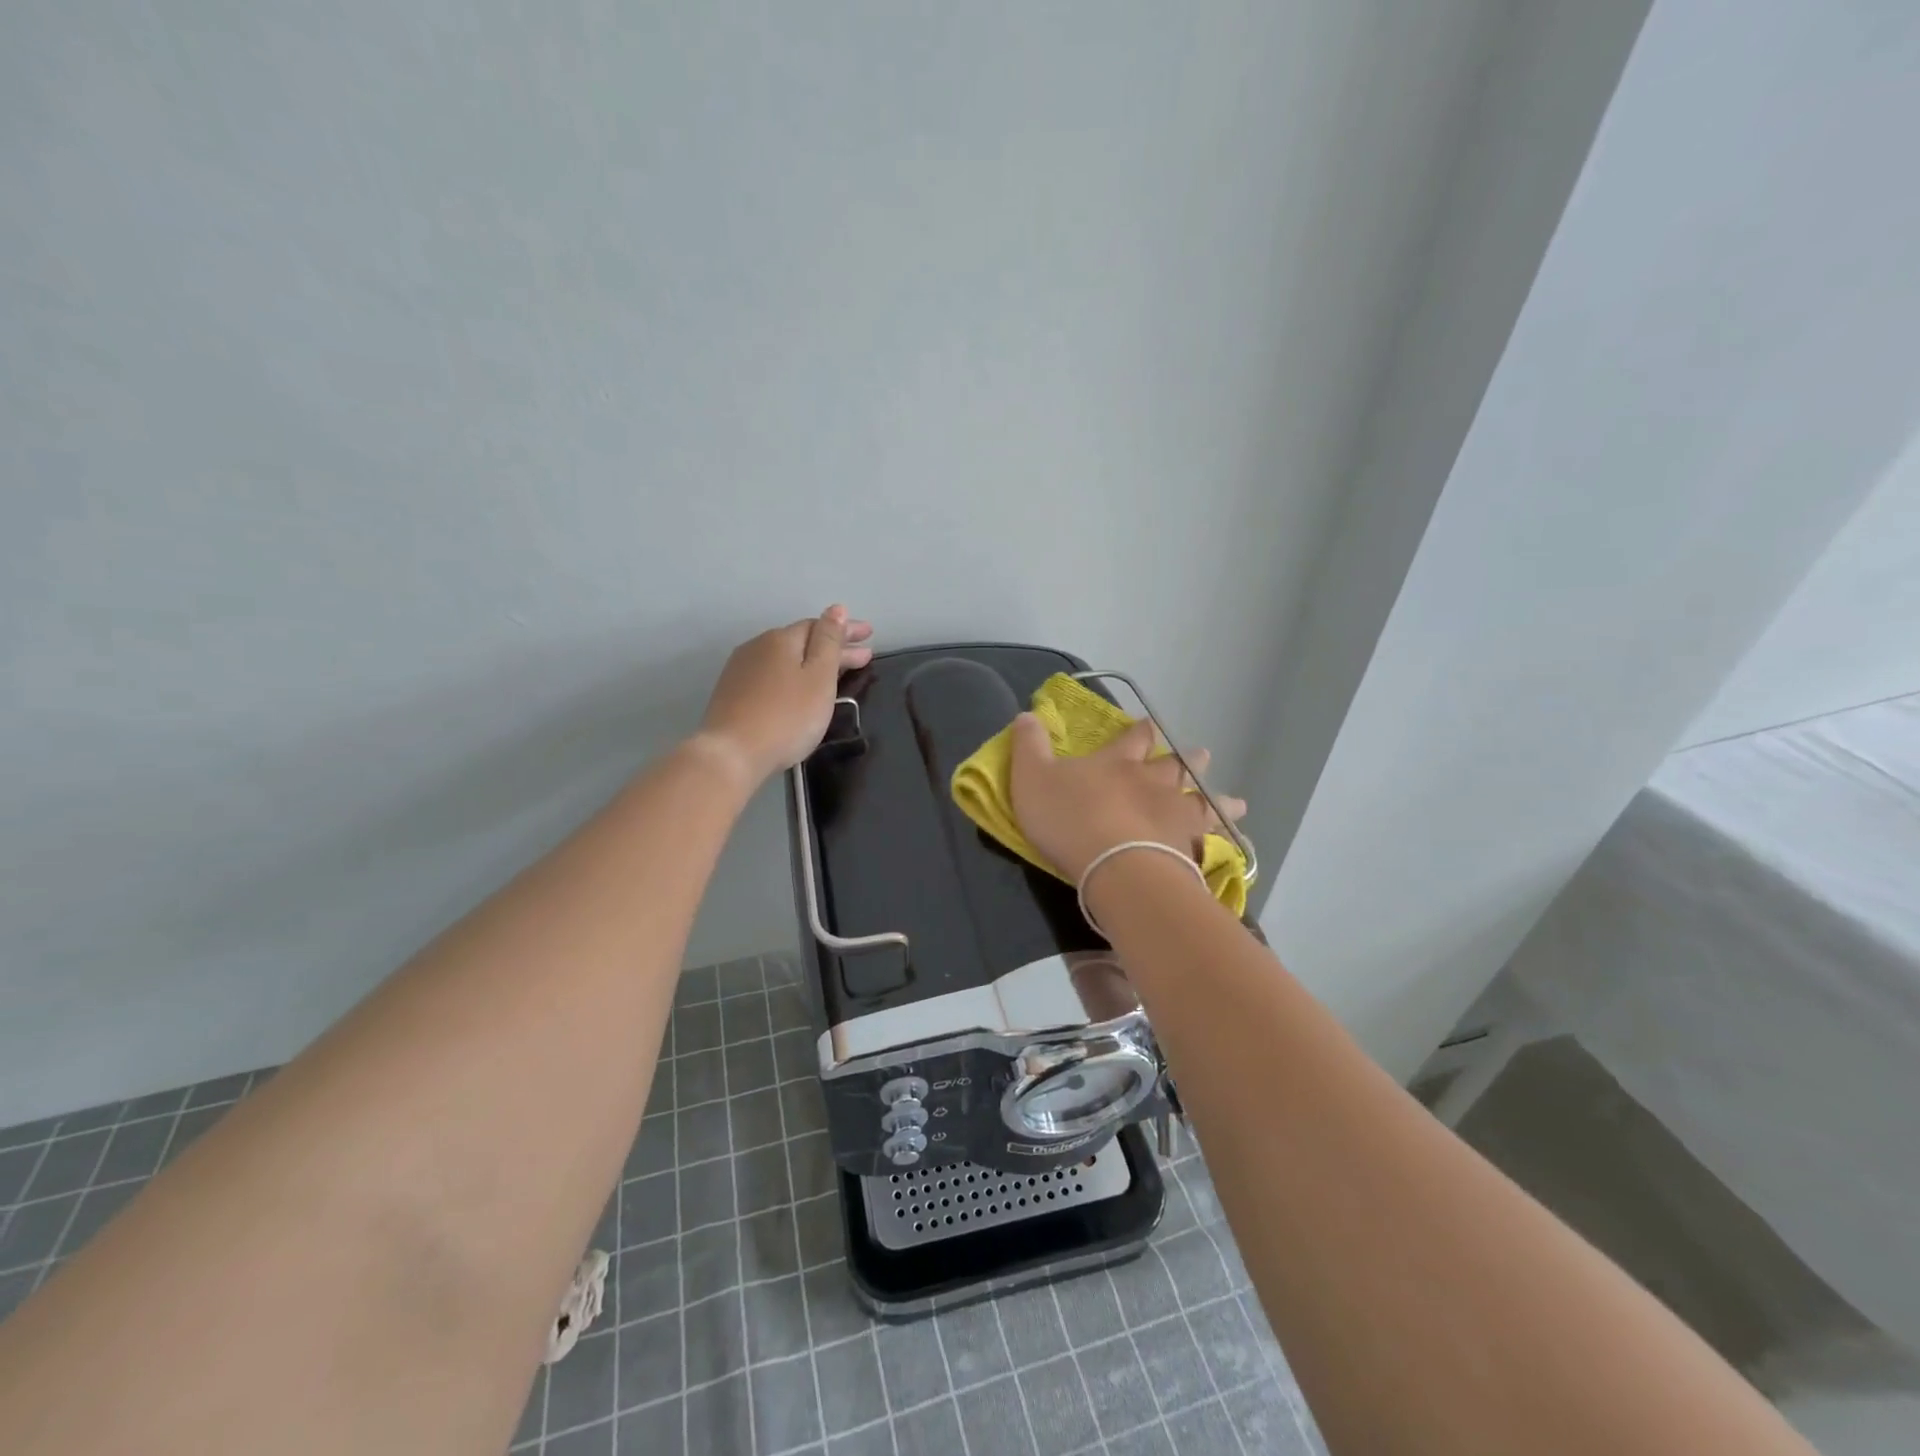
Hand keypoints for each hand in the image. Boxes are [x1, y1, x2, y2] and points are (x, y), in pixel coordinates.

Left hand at [693, 606, 873, 786]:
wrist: (732, 754)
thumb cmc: (787, 717)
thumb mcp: (819, 678)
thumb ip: (829, 642)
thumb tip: (836, 609)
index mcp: (782, 639)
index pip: (819, 625)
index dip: (846, 630)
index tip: (870, 635)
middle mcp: (758, 646)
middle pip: (802, 641)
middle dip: (833, 647)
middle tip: (863, 656)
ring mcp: (741, 669)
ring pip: (785, 658)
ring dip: (812, 662)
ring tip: (835, 672)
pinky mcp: (732, 692)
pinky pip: (771, 674)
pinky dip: (792, 676)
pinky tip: (799, 687)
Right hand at [1008, 714, 1245, 882]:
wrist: (1116, 866)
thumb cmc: (1069, 818)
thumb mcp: (1032, 778)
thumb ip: (1029, 746)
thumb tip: (1026, 714)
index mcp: (1117, 763)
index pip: (1133, 738)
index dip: (1140, 731)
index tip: (1149, 725)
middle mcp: (1153, 783)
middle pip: (1176, 766)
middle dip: (1187, 760)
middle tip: (1201, 755)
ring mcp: (1176, 816)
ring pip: (1203, 802)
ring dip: (1217, 800)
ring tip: (1237, 802)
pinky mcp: (1189, 850)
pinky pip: (1210, 843)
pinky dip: (1221, 842)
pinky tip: (1229, 847)